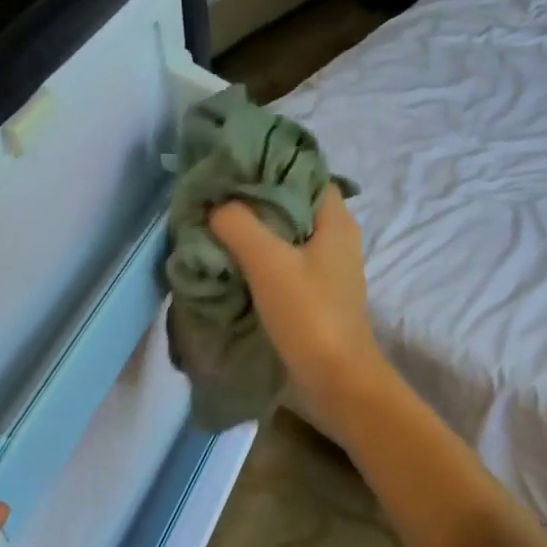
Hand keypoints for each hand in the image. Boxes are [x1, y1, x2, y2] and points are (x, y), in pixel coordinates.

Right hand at [208, 188, 385, 440]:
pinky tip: (227, 264)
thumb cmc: (308, 314)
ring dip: (251, 234)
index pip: (303, 174)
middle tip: (211, 198)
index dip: (268, 166)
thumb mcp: (268, 261)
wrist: (335, 381)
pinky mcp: (311, 297)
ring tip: (211, 228)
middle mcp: (334, 239)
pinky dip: (256, 262)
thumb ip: (238, 224)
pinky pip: (280, 266)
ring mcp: (323, 271)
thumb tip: (215, 205)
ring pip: (282, 238)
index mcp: (334, 220)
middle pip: (289, 205)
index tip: (229, 167)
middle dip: (252, 201)